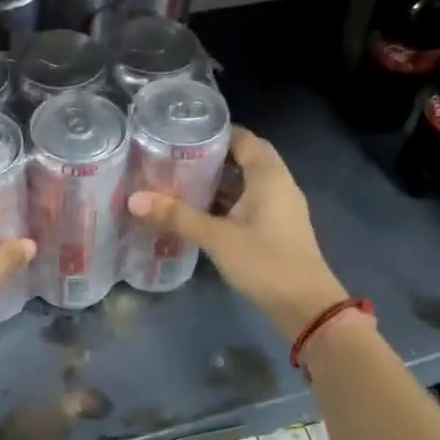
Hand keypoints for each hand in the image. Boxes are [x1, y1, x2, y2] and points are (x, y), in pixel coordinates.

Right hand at [128, 126, 346, 339]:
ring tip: (177, 181)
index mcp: (269, 175)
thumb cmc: (265, 262)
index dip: (214, 132)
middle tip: (172, 158)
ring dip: (216, 182)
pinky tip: (197, 211)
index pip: (243, 138)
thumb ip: (176, 216)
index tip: (180, 133)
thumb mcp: (217, 238)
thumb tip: (134, 199)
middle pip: (243, 159)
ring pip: (245, 183)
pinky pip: (247, 203)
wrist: (305, 306)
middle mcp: (278, 184)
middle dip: (209, 157)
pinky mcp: (275, 228)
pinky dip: (225, 202)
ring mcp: (279, 207)